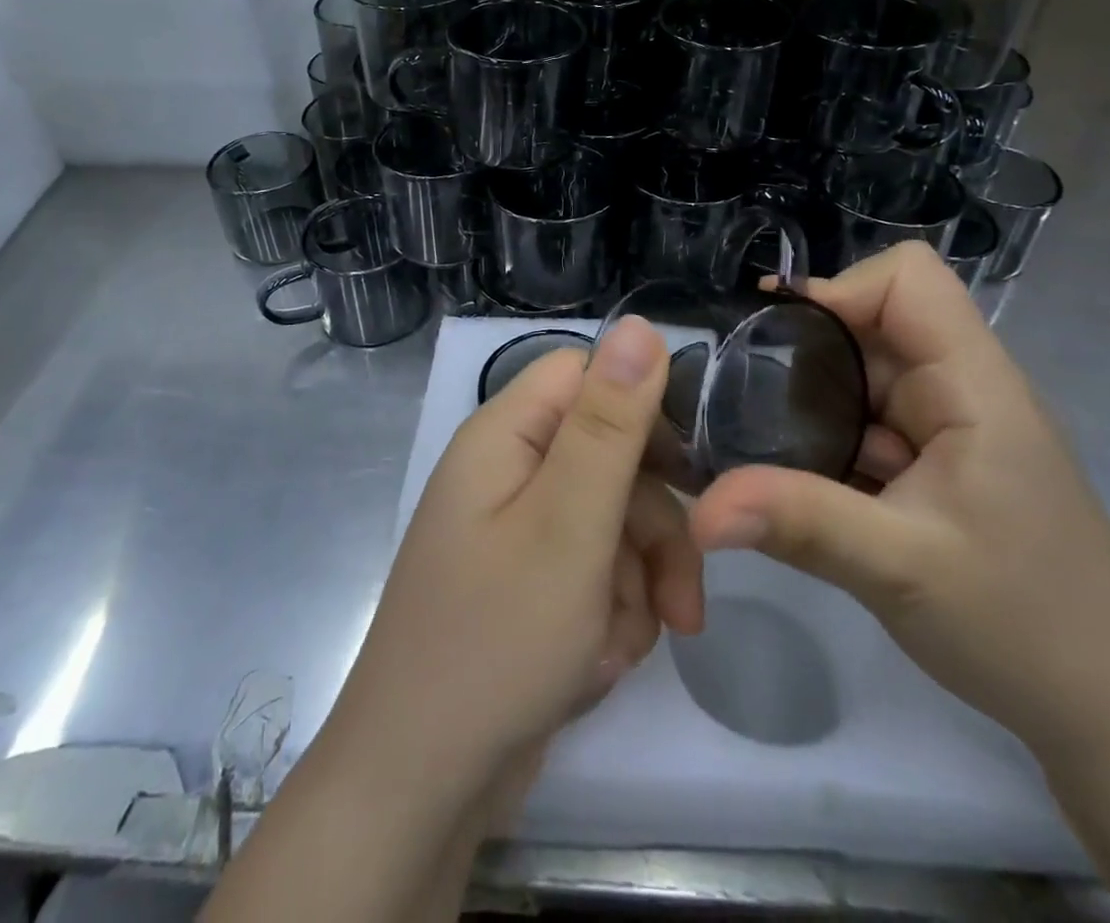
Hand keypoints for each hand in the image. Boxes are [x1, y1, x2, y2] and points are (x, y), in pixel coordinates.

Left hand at [327, 316, 704, 787]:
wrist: (420, 787)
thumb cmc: (496, 641)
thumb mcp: (569, 524)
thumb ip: (609, 423)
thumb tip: (639, 322)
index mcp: (505, 436)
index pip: (588, 378)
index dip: (642, 413)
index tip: (690, 475)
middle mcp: (506, 472)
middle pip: (609, 457)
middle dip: (652, 529)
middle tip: (682, 605)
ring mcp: (514, 532)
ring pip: (610, 523)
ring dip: (635, 584)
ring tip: (623, 649)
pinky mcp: (526, 585)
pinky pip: (591, 574)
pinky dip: (609, 616)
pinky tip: (597, 667)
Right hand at [688, 242, 1109, 749]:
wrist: (1109, 711)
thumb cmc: (1025, 626)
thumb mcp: (899, 569)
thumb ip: (799, 522)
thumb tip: (700, 510)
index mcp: (973, 385)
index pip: (908, 280)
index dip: (840, 289)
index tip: (776, 338)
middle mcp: (960, 389)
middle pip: (871, 323)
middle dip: (803, 351)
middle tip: (737, 395)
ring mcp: (948, 428)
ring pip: (861, 375)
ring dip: (808, 400)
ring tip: (751, 437)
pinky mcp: (935, 463)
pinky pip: (866, 422)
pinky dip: (824, 438)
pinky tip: (792, 477)